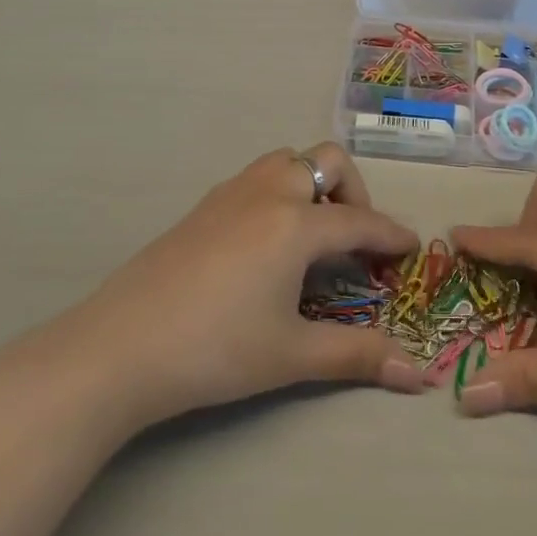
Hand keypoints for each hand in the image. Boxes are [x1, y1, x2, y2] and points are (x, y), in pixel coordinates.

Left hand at [80, 144, 424, 431]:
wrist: (120, 347)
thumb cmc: (216, 349)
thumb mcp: (291, 354)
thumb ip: (356, 356)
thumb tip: (416, 375)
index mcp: (295, 223)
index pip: (359, 221)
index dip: (390, 234)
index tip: (412, 247)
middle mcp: (268, 192)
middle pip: (326, 161)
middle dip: (353, 192)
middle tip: (353, 240)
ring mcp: (230, 194)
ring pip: (286, 160)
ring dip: (313, 184)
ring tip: (312, 235)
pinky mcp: (203, 206)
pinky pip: (257, 178)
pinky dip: (279, 193)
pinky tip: (266, 244)